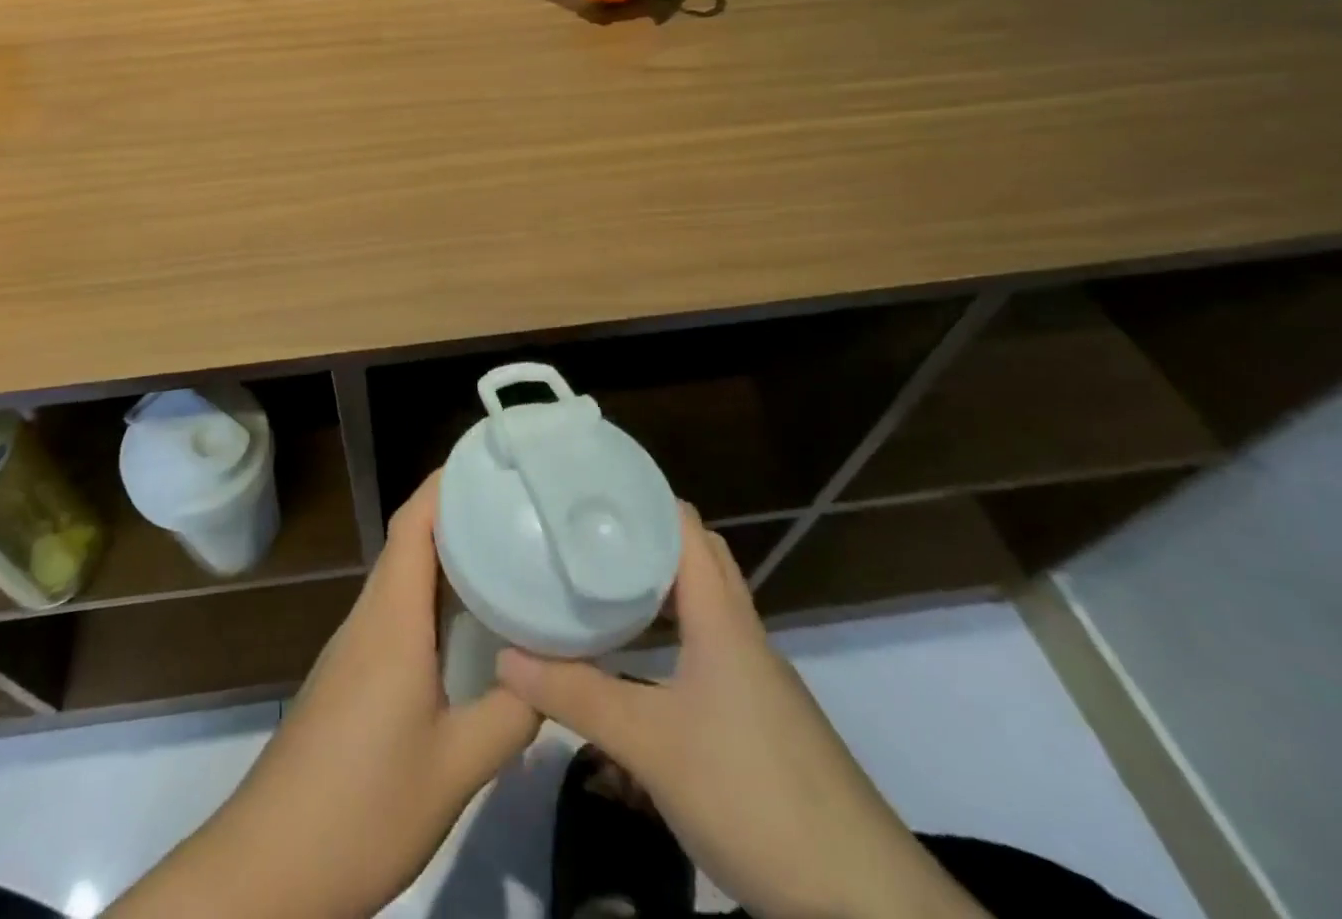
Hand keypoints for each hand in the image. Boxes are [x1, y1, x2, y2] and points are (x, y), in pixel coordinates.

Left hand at [110, 472, 539, 918]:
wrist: (270, 864)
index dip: (446, 482)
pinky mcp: (352, 673)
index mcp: (392, 619)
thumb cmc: (362, 805)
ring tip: (504, 549)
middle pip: (409, 540)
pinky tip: (466, 622)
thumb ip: (509, 716)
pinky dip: (432, 595)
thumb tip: (552, 675)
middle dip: (457, 511)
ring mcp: (356, 645)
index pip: (413, 523)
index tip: (490, 460)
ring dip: (446, 554)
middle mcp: (370, 616)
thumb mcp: (454, 768)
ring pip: (403, 576)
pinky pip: (397, 609)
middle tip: (516, 503)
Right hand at [497, 506, 989, 918]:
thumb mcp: (650, 745)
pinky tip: (638, 662)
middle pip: (696, 558)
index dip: (641, 498)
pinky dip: (672, 634)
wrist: (864, 902)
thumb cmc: (752, 793)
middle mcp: (742, 634)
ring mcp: (757, 677)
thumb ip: (576, 696)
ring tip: (600, 585)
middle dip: (644, 537)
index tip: (587, 490)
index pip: (684, 526)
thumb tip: (504, 657)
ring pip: (704, 605)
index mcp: (722, 618)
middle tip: (586, 535)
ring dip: (658, 587)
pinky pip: (709, 647)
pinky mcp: (761, 717)